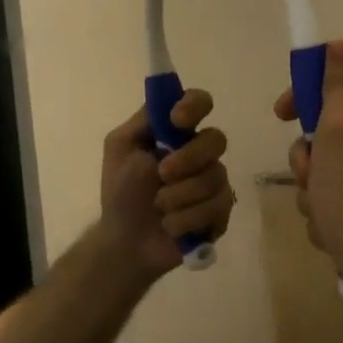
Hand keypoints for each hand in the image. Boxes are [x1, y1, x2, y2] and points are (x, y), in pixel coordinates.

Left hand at [99, 89, 234, 279]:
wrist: (125, 241)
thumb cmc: (121, 192)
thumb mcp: (121, 147)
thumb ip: (144, 120)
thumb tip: (168, 100)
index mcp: (177, 132)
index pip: (200, 102)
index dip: (194, 106)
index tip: (178, 120)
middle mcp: (200, 152)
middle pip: (216, 139)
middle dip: (188, 158)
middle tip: (162, 174)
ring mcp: (214, 182)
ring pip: (216, 177)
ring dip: (180, 194)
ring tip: (159, 207)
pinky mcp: (221, 212)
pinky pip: (218, 207)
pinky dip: (188, 218)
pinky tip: (171, 226)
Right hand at [274, 40, 342, 279]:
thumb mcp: (340, 125)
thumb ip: (340, 81)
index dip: (311, 95)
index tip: (283, 114)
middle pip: (339, 126)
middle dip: (312, 152)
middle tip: (306, 173)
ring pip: (338, 163)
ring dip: (316, 182)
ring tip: (318, 207)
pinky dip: (331, 204)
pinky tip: (329, 225)